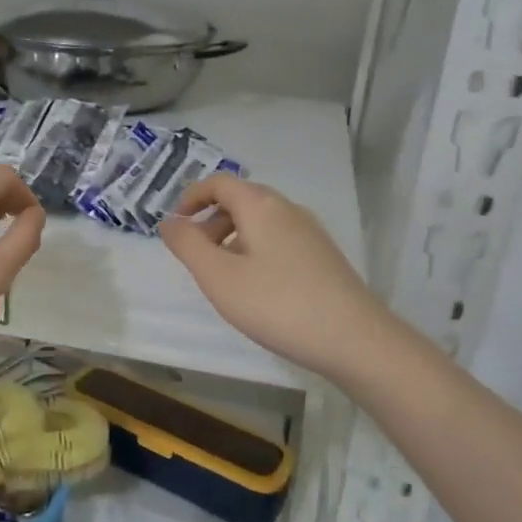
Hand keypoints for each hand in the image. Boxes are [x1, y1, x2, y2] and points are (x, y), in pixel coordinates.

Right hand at [159, 174, 390, 378]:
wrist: (353, 338)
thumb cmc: (277, 304)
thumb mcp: (218, 277)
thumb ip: (187, 245)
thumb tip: (168, 222)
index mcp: (261, 205)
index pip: (219, 183)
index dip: (190, 198)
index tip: (174, 227)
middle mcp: (288, 209)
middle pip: (240, 200)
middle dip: (209, 221)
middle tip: (195, 257)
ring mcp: (310, 232)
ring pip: (260, 222)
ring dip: (231, 239)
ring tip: (222, 277)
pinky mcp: (322, 256)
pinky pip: (277, 240)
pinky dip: (254, 252)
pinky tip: (255, 289)